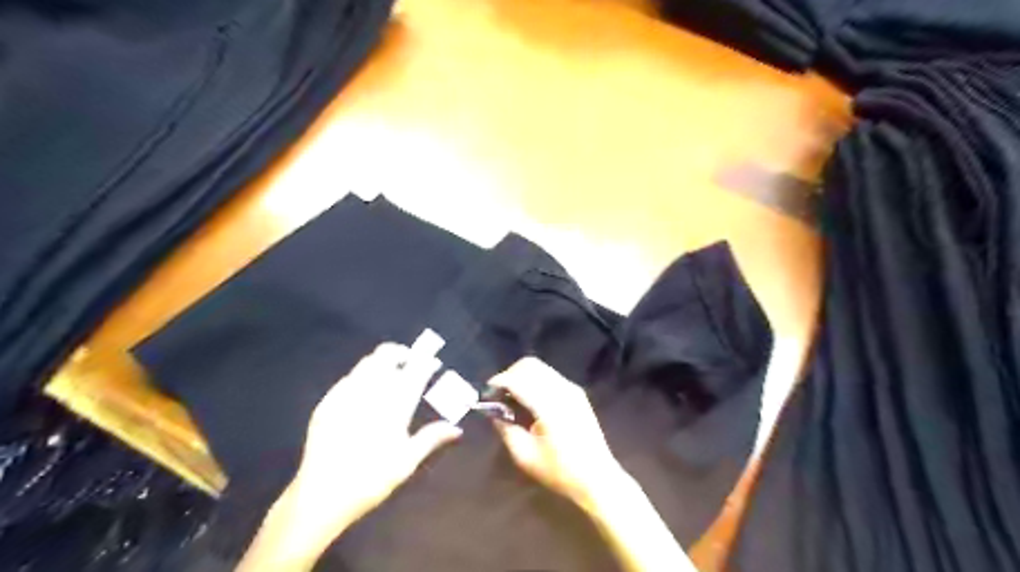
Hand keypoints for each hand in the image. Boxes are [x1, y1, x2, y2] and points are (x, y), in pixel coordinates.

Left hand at [281, 342, 457, 547]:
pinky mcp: (328, 403)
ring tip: (390, 371)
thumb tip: (456, 428)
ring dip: (382, 361)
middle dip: (401, 353)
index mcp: (393, 407)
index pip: (414, 372)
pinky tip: (364, 388)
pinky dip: (362, 375)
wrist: (321, 496)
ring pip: (366, 363)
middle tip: (411, 361)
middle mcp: (370, 394)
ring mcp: (346, 395)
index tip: (434, 362)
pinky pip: (348, 377)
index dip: (426, 363)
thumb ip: (431, 439)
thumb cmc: (371, 480)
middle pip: (386, 357)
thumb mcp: (406, 462)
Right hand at [487, 357, 625, 508]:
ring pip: (540, 368)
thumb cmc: (560, 471)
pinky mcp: (577, 393)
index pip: (519, 380)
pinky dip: (534, 380)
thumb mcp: (525, 456)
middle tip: (498, 395)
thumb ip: (506, 429)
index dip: (499, 382)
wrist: (598, 477)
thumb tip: (493, 412)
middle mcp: (562, 390)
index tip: (486, 394)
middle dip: (510, 374)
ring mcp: (572, 389)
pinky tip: (529, 401)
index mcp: (549, 405)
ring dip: (522, 376)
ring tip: (512, 398)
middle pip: (530, 365)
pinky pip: (550, 376)